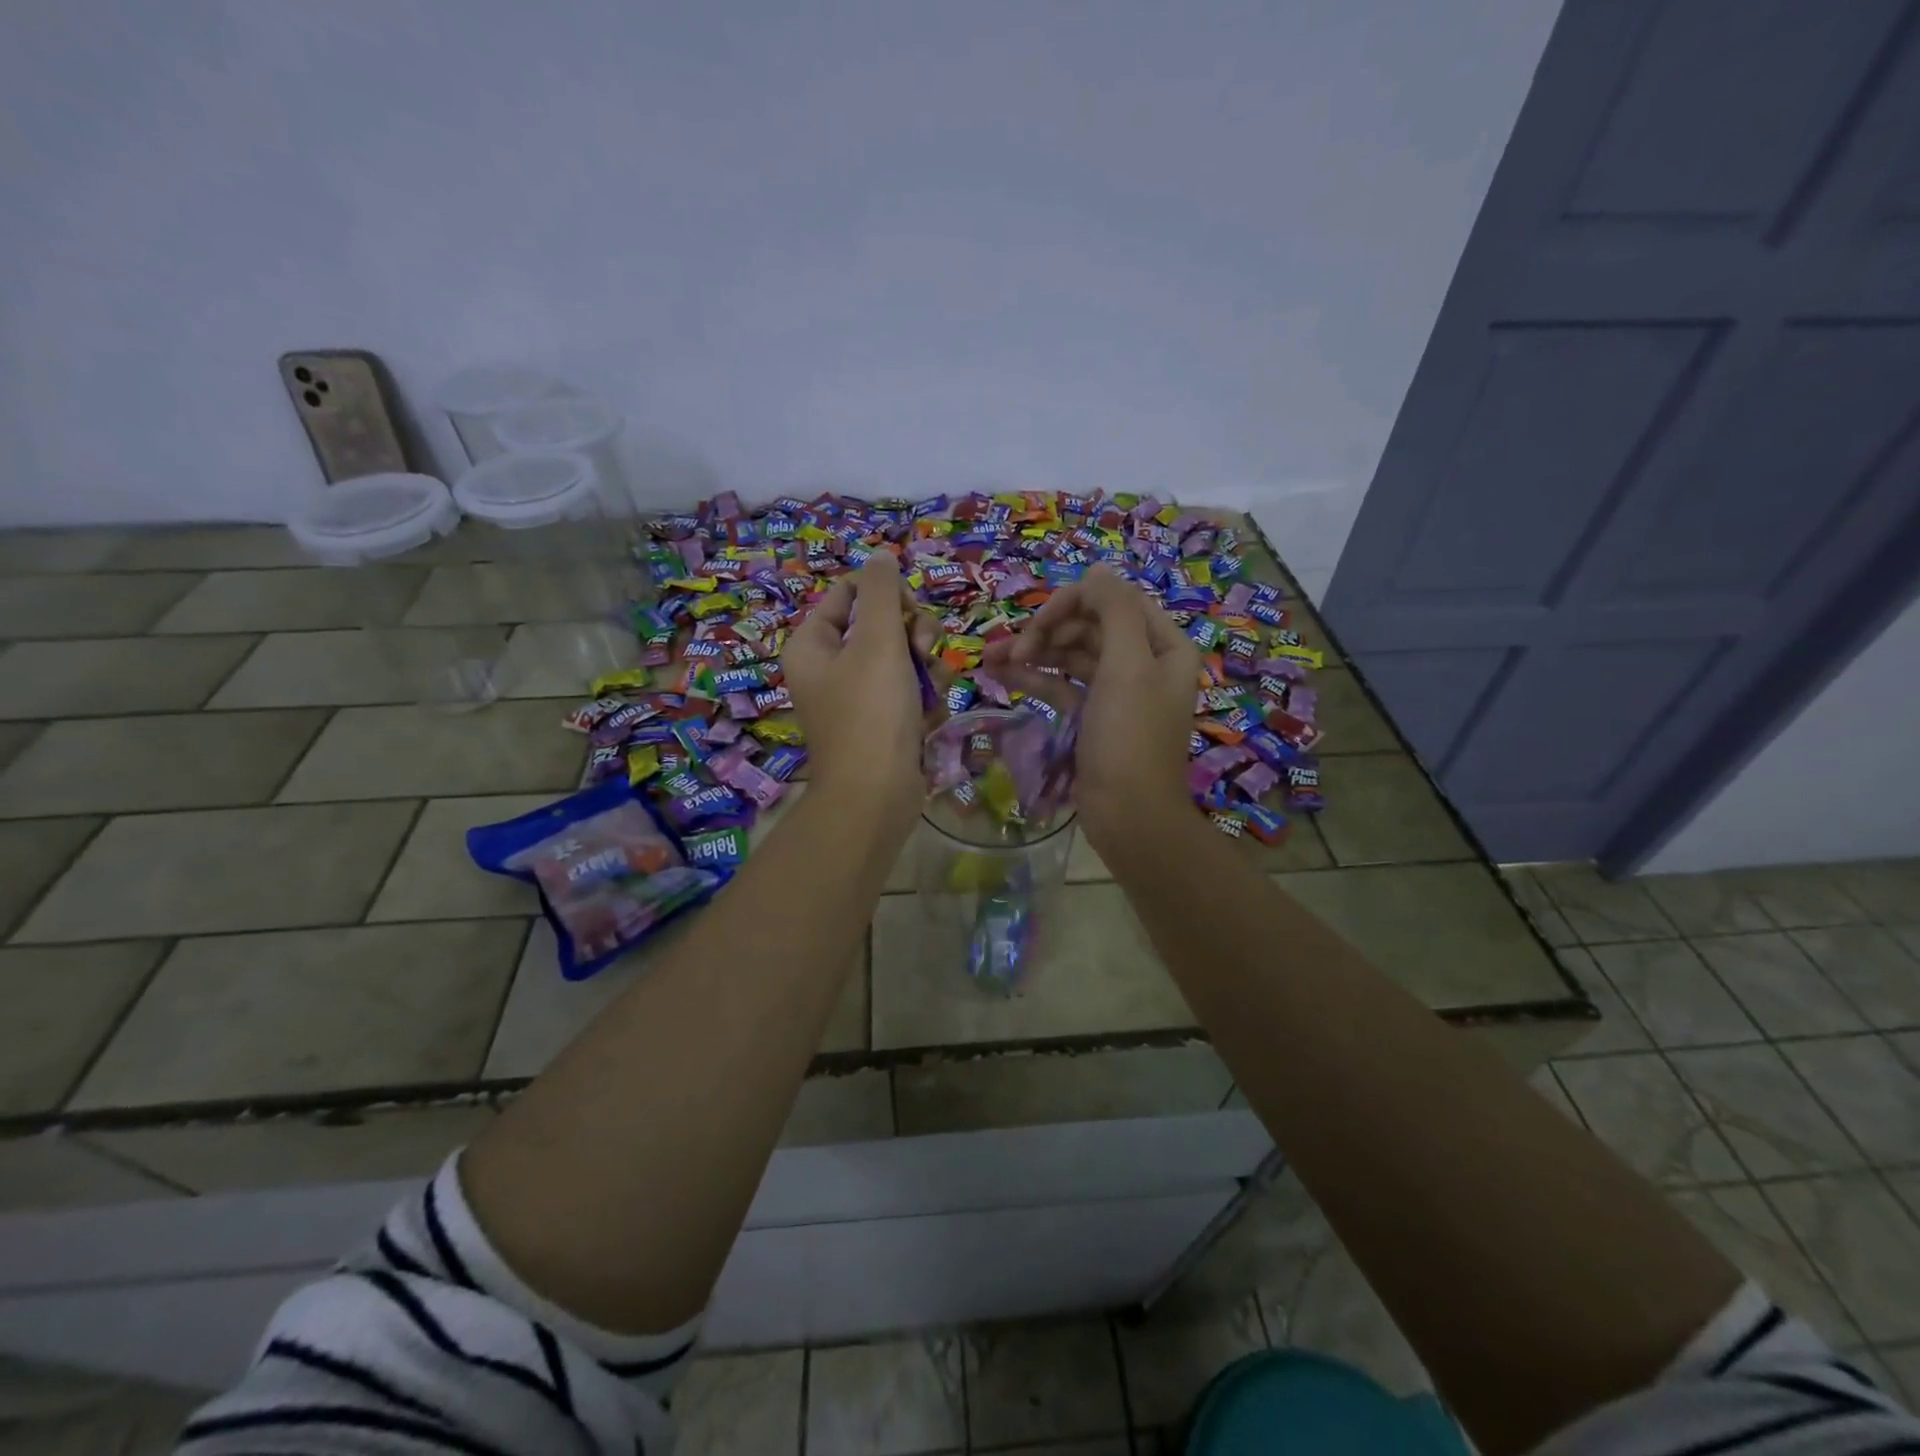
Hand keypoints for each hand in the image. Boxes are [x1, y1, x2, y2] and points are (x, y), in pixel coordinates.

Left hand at [783, 552, 936, 838]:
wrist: (876, 795)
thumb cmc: (871, 712)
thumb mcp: (878, 641)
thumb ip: (881, 591)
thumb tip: (880, 555)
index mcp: (813, 642)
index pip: (851, 592)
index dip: (887, 594)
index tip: (909, 612)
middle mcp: (830, 665)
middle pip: (882, 623)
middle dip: (913, 634)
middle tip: (924, 651)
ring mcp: (857, 696)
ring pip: (903, 657)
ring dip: (926, 667)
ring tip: (931, 690)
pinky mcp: (882, 721)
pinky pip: (909, 690)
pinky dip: (924, 697)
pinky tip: (930, 715)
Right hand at [984, 566, 1198, 856]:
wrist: (1129, 816)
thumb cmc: (1129, 738)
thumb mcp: (1127, 666)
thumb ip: (1114, 610)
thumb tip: (1096, 570)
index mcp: (1163, 646)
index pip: (1114, 602)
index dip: (1073, 604)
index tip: (1037, 624)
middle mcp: (1143, 663)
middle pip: (1089, 627)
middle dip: (1048, 632)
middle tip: (1011, 648)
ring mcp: (1117, 692)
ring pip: (1071, 657)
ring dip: (1034, 653)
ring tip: (991, 658)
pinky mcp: (1093, 717)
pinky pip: (1063, 686)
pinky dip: (1036, 678)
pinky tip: (1003, 674)